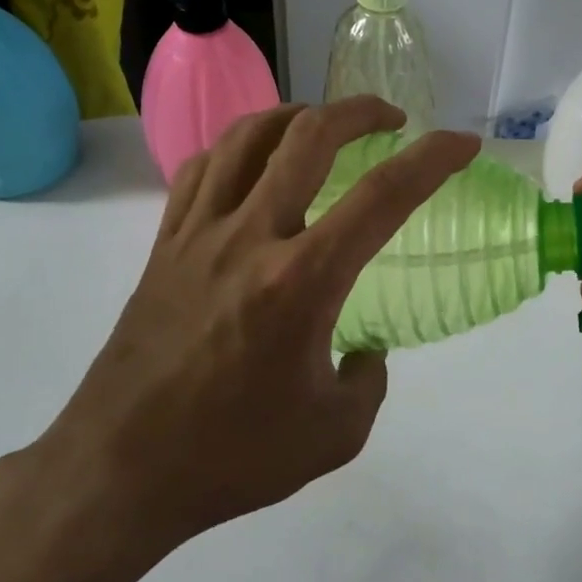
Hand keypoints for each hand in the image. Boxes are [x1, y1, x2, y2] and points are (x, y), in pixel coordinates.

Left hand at [35, 98, 478, 572]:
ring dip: (298, 115)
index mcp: (301, 281)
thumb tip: (363, 350)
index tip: (462, 143)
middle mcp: (251, 237)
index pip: (384, 196)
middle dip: (361, 111)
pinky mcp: (164, 243)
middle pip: (310, 135)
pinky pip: (203, 167)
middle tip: (391, 120)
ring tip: (323, 125)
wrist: (119, 470)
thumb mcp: (334, 434)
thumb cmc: (231, 456)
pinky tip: (255, 162)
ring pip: (249, 136)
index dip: (433, 159)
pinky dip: (240, 146)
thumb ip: (369, 382)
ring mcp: (199, 233)